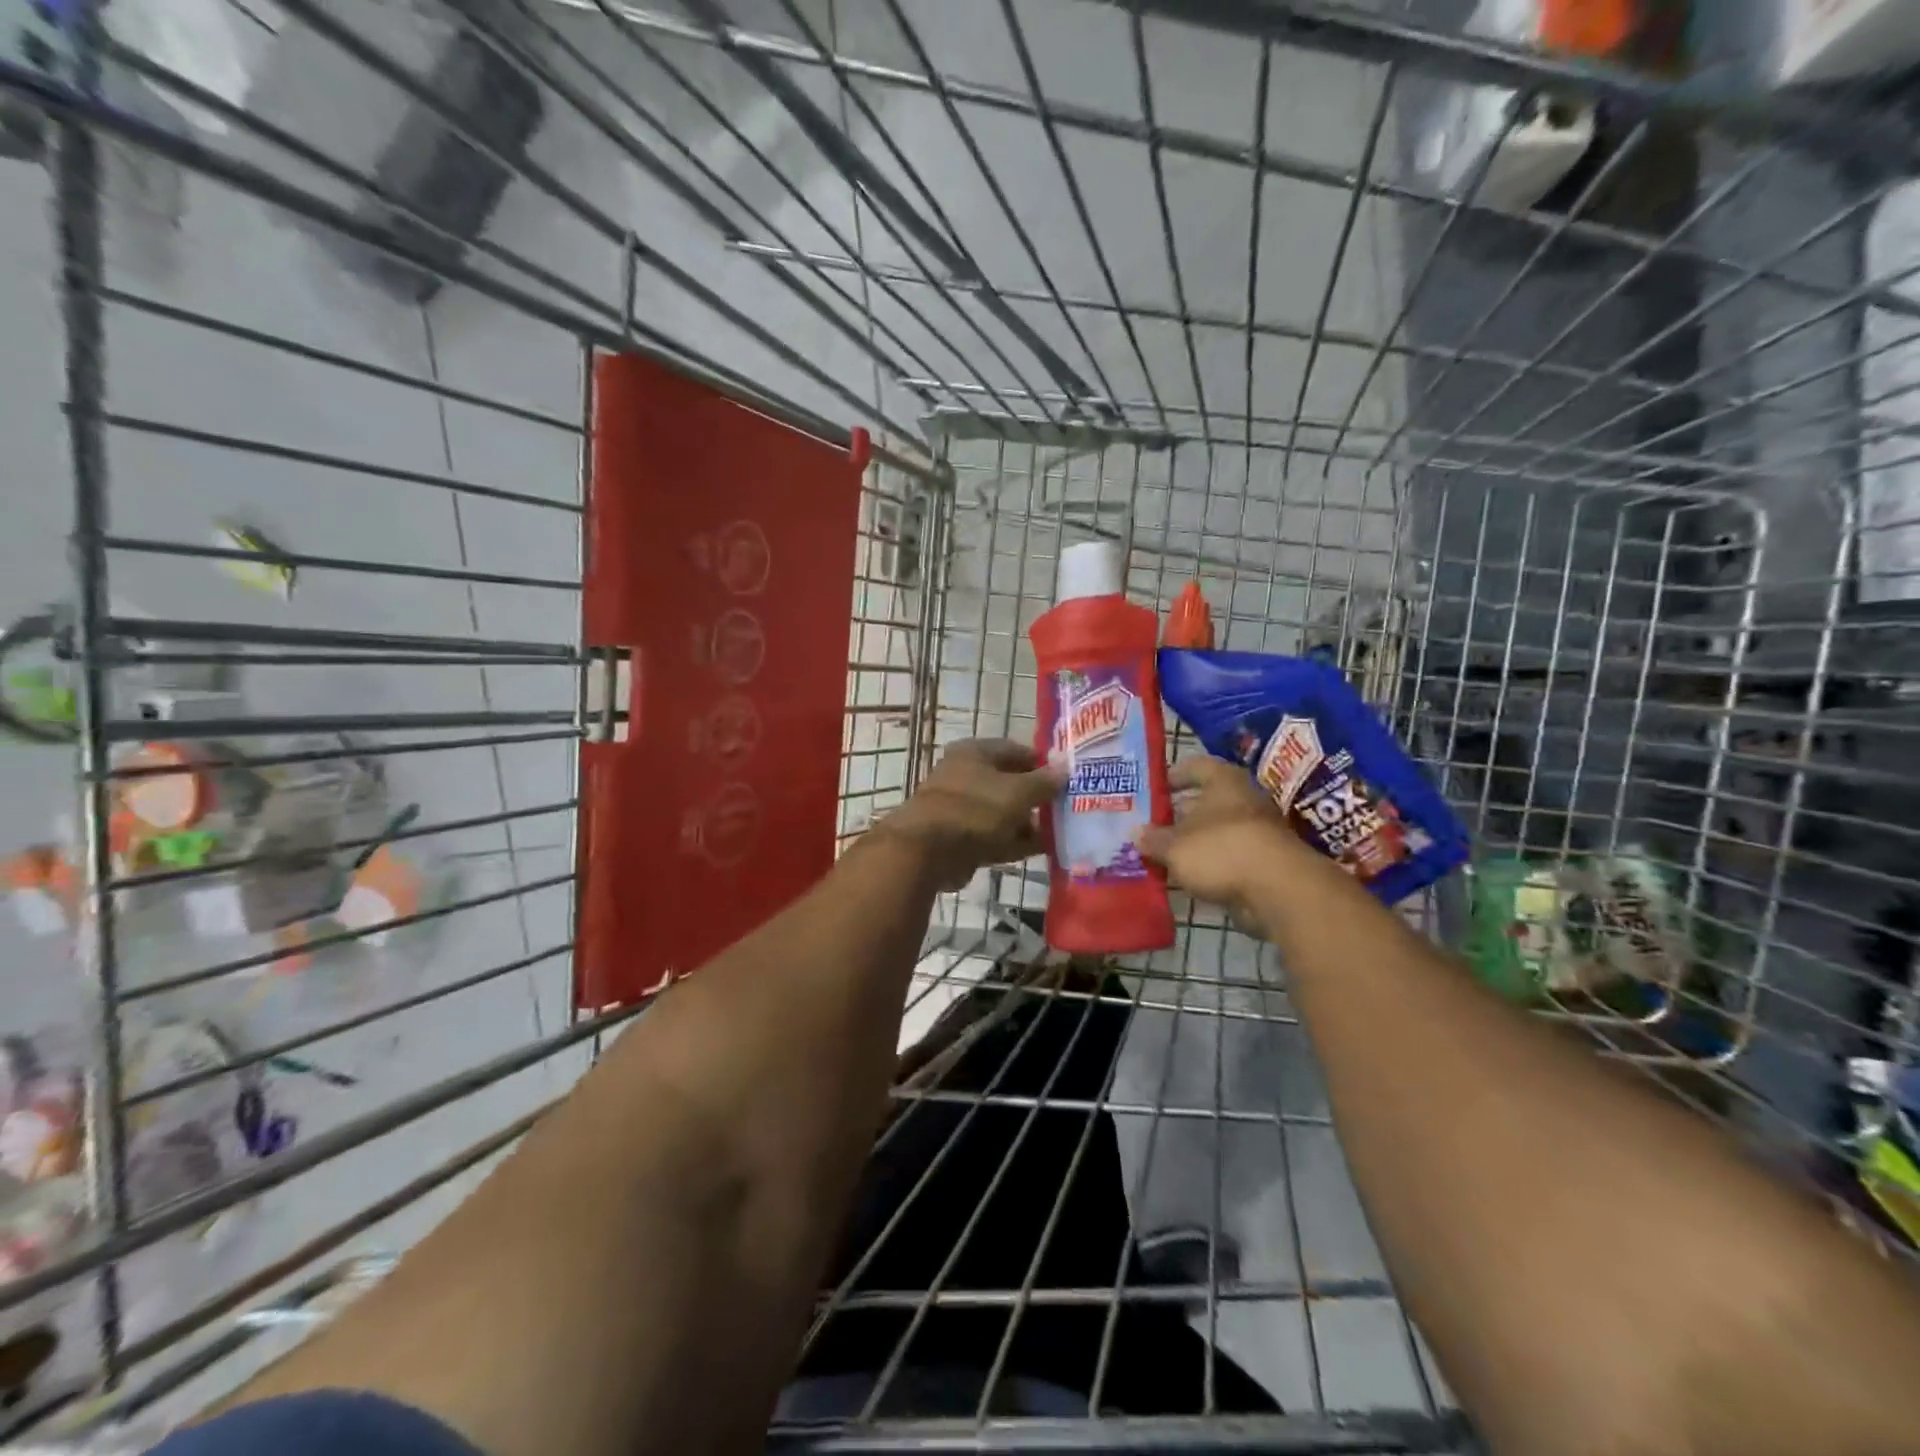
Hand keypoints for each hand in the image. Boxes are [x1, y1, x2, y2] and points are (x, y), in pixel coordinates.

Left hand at [874, 739, 1061, 890]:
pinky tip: (1041, 849)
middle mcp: (964, 775)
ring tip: (1060, 832)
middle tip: (1066, 808)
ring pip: (1002, 812)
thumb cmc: (975, 809)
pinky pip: (994, 836)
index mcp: (974, 752)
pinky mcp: (959, 839)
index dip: (1042, 762)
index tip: (1067, 778)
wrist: (927, 851)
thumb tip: (1066, 767)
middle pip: (1009, 782)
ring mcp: (960, 808)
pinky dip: (1014, 841)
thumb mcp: (1018, 792)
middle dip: (1037, 796)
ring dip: (1027, 822)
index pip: (1015, 750)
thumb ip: (1044, 781)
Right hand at [1135, 756, 1303, 936]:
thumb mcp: (1174, 846)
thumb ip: (1153, 839)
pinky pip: (1227, 856)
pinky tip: (1185, 875)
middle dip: (1178, 813)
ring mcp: (1257, 830)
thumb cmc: (1221, 850)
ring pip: (1215, 830)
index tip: (1151, 789)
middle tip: (1150, 825)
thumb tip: (1135, 834)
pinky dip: (1208, 864)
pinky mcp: (1263, 861)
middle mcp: (1243, 798)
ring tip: (1162, 853)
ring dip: (1192, 841)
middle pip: (1205, 800)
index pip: (1194, 766)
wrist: (1278, 890)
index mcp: (1223, 780)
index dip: (1171, 776)